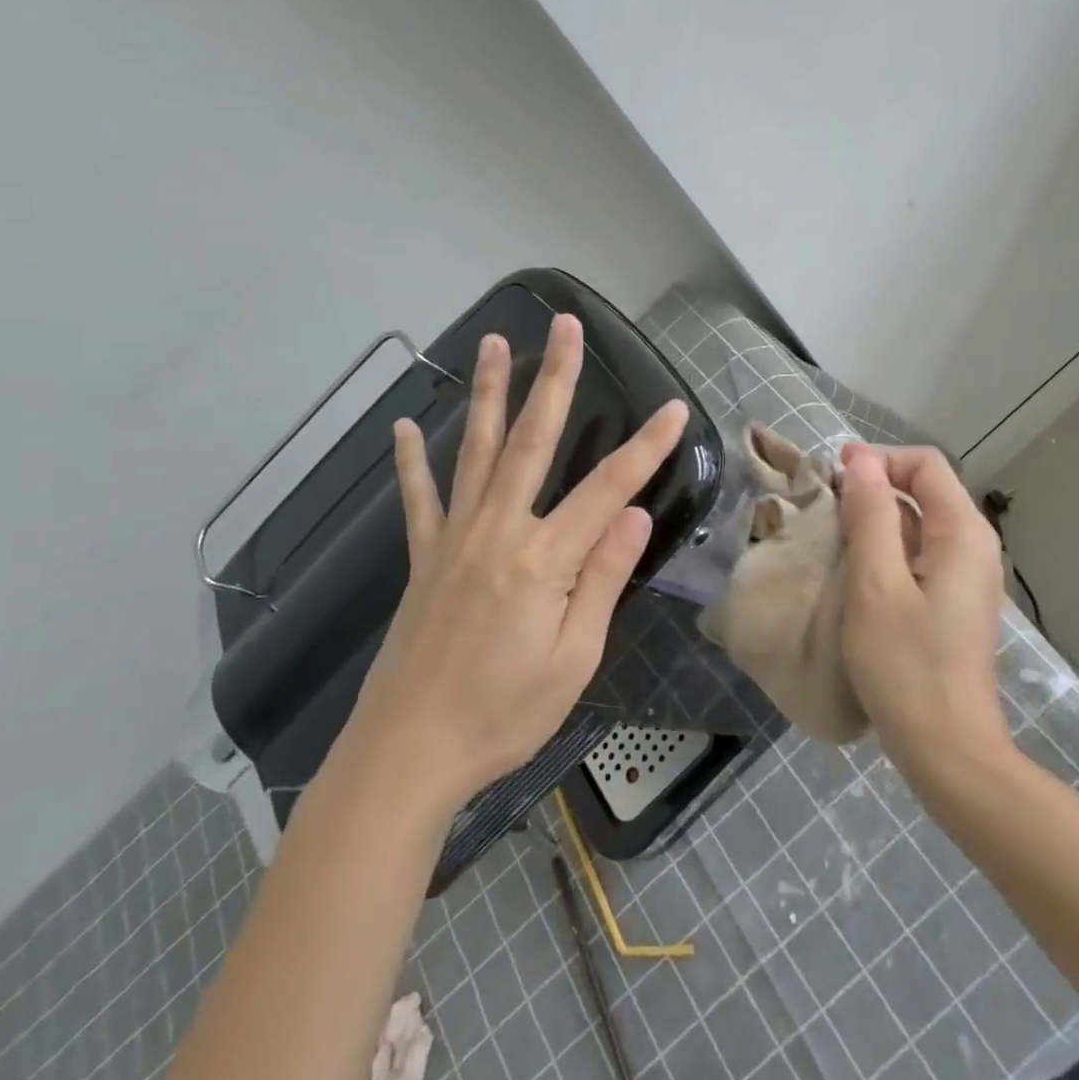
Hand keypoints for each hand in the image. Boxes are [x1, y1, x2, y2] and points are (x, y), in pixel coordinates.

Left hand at [343, 314, 687, 808]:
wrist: (408, 753)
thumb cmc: (503, 713)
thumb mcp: (574, 657)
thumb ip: (603, 579)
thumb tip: (636, 516)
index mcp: (544, 560)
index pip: (609, 489)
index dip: (646, 448)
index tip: (674, 410)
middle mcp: (498, 532)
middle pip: (532, 441)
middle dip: (555, 380)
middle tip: (565, 326)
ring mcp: (454, 539)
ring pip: (476, 451)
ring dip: (488, 393)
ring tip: (494, 343)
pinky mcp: (423, 558)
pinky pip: (419, 498)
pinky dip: (413, 460)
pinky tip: (405, 425)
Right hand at [836, 444, 1009, 771]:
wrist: (947, 748)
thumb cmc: (907, 664)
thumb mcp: (876, 584)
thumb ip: (871, 515)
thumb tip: (860, 460)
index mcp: (962, 532)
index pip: (924, 464)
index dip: (877, 459)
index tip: (832, 477)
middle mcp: (974, 545)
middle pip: (924, 490)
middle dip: (873, 488)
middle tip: (824, 508)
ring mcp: (967, 576)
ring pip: (919, 524)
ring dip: (876, 520)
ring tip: (831, 537)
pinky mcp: (953, 602)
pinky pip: (919, 555)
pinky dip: (886, 549)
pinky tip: (855, 571)